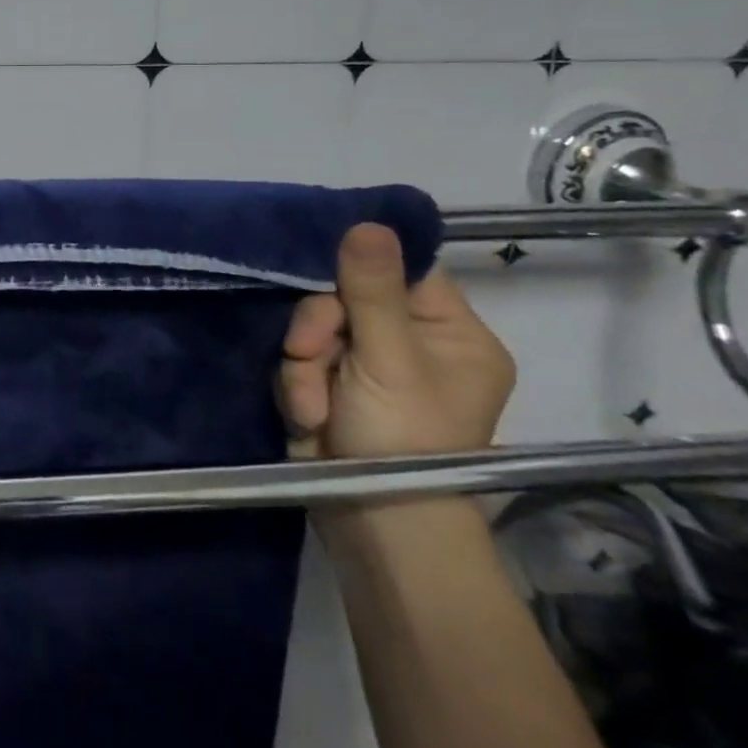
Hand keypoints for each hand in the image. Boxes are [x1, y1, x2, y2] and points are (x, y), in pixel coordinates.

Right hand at [278, 223, 514, 461]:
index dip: (362, 267)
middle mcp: (411, 345)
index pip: (404, 271)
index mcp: (451, 334)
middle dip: (320, 327)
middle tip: (312, 354)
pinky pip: (299, 358)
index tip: (328, 275)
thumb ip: (372, 290)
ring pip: (314, 327)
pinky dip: (296, 383)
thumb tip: (368, 221)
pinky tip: (306, 412)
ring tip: (311, 403)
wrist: (373, 526)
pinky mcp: (329, 386)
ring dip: (303, 361)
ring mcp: (366, 367)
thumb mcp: (390, 359)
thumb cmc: (404, 439)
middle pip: (346, 296)